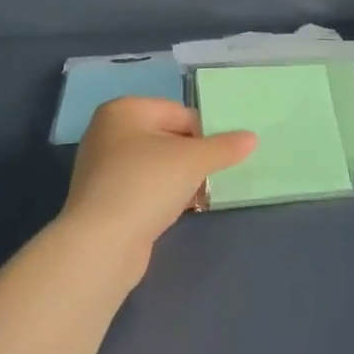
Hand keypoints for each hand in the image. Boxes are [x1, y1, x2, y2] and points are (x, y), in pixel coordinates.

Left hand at [60, 97, 255, 268]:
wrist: (101, 244)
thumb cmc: (147, 184)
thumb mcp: (194, 160)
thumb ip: (224, 147)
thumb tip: (252, 138)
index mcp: (124, 110)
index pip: (179, 113)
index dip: (204, 134)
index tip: (219, 158)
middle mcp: (107, 132)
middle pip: (167, 137)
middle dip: (192, 157)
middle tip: (211, 177)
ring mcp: (102, 168)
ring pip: (155, 165)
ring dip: (179, 179)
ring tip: (198, 197)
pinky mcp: (103, 199)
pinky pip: (143, 188)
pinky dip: (162, 196)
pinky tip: (177, 211)